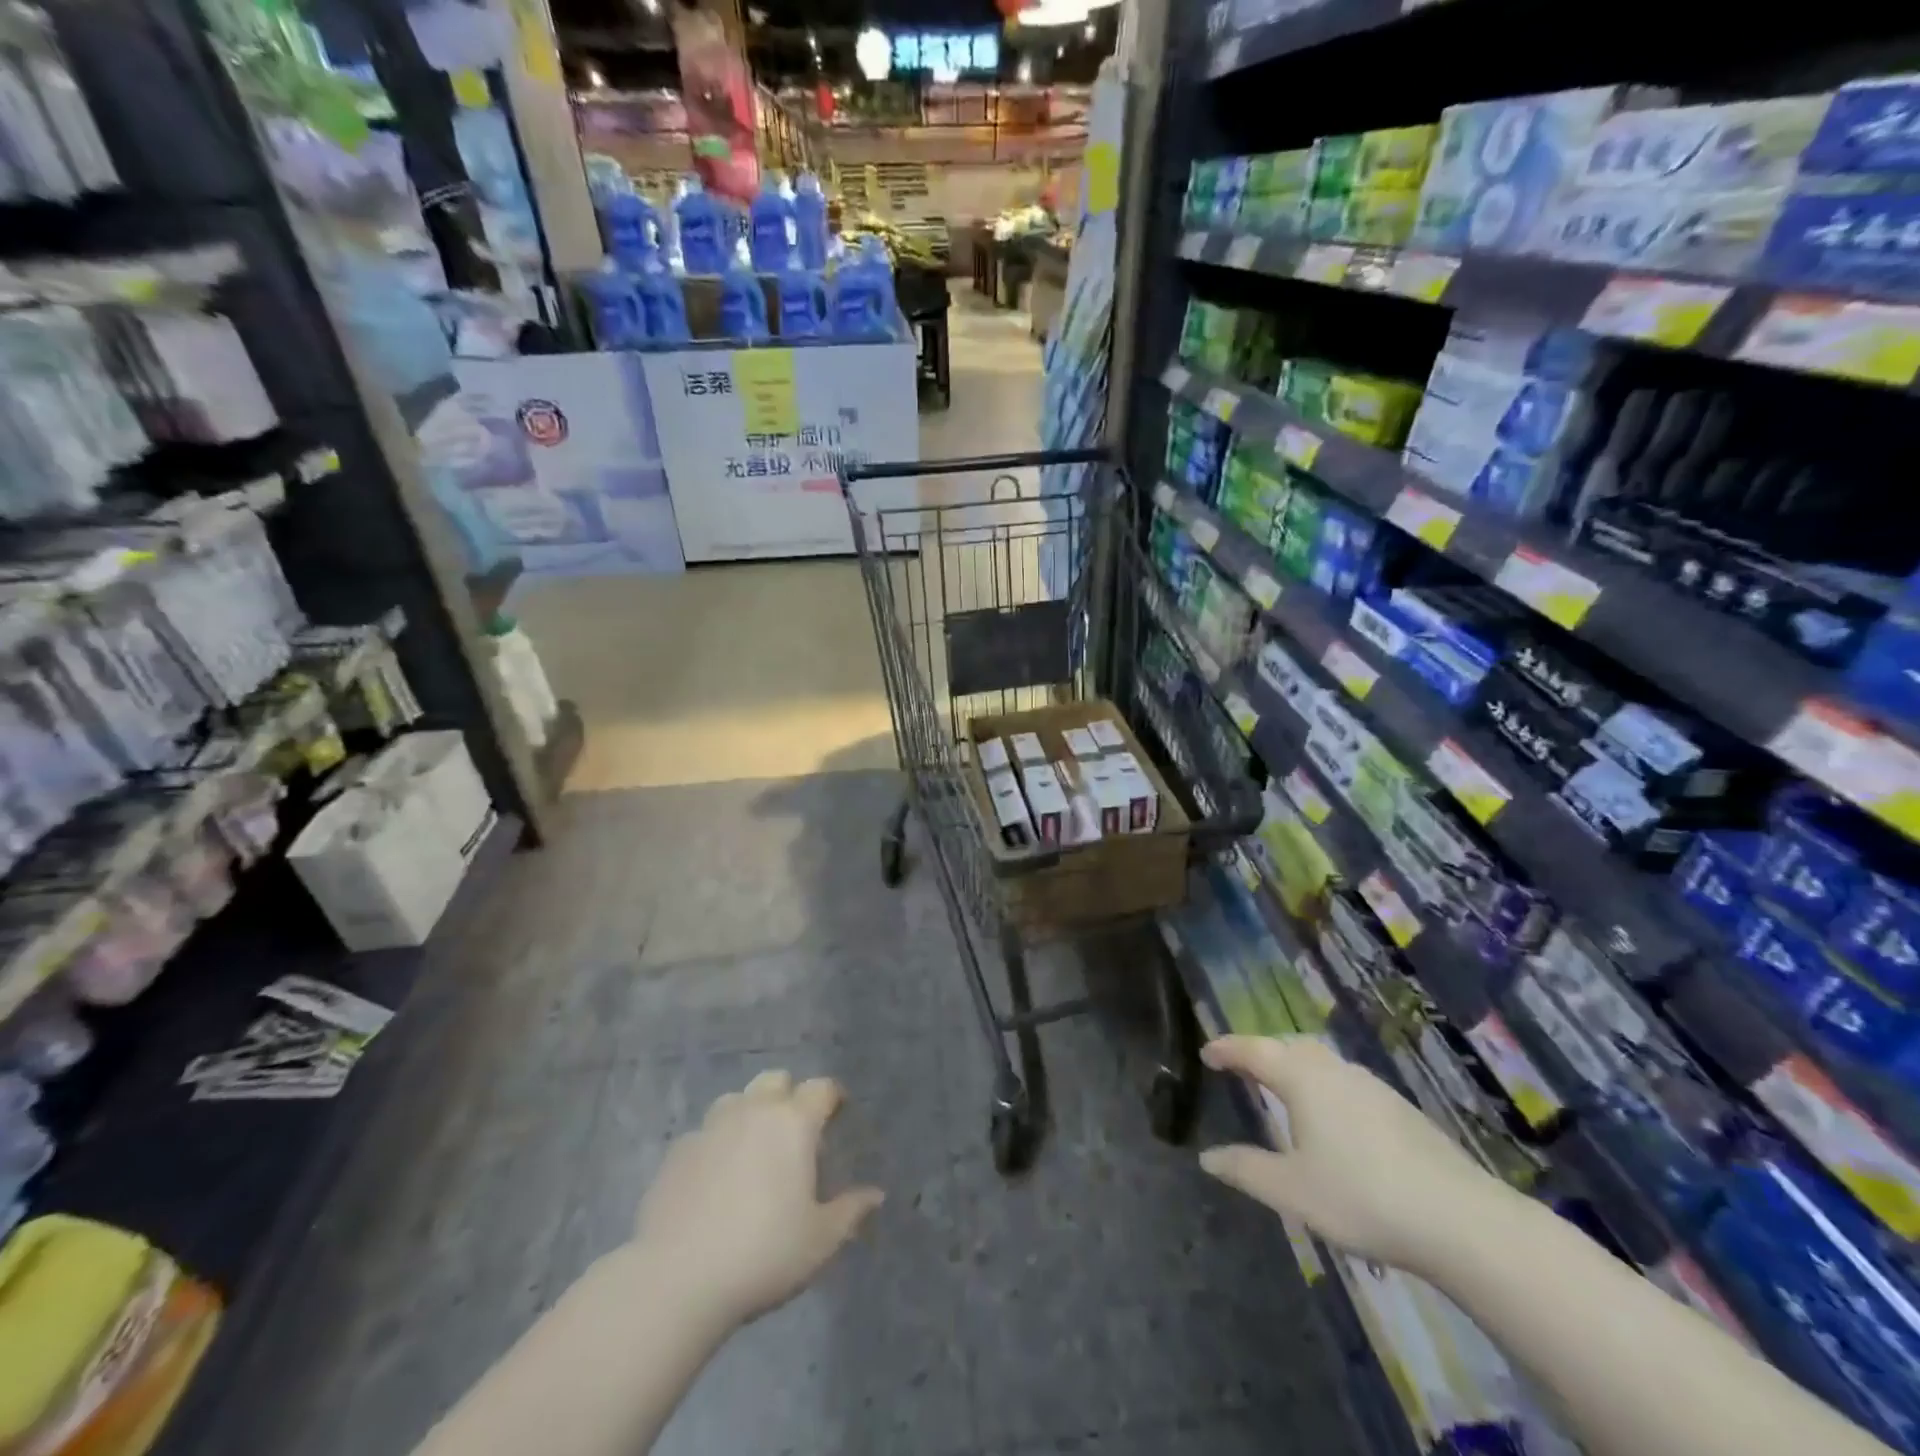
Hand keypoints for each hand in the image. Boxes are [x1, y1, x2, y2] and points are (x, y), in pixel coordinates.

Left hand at [632, 1070, 883, 1327]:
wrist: (675, 1281)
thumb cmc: (762, 1254)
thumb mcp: (821, 1241)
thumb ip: (851, 1210)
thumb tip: (875, 1194)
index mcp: (793, 1122)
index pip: (821, 1088)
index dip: (832, 1098)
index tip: (838, 1116)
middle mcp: (752, 1110)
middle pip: (776, 1080)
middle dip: (789, 1096)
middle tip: (795, 1135)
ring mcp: (710, 1127)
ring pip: (736, 1100)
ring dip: (750, 1114)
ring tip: (753, 1154)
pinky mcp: (677, 1152)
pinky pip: (705, 1133)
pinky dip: (717, 1145)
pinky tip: (715, 1182)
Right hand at [1198, 1035, 1503, 1275]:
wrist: (1462, 1220)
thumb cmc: (1363, 1198)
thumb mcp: (1292, 1190)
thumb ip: (1246, 1170)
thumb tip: (1207, 1157)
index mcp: (1302, 1079)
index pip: (1254, 1050)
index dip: (1227, 1048)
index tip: (1206, 1051)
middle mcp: (1334, 1070)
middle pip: (1289, 1046)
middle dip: (1261, 1051)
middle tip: (1241, 1066)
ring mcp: (1372, 1087)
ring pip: (1321, 1061)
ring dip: (1294, 1065)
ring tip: (1281, 1087)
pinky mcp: (1400, 1108)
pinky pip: (1345, 1080)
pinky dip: (1322, 1084)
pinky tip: (1331, 1116)